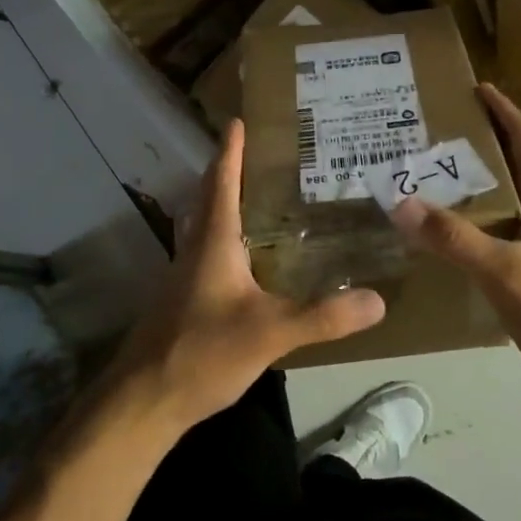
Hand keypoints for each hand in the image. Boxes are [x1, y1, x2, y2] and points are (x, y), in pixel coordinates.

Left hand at [119, 119, 385, 434]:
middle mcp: (195, 251)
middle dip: (231, 173)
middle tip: (262, 156)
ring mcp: (185, 277)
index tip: (237, 121)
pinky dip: (229, 241)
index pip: (222, 184)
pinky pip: (210, 255)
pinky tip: (251, 262)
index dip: (231, 151)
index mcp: (213, 243)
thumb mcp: (270, 333)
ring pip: (207, 228)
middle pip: (210, 199)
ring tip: (263, 200)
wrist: (143, 400)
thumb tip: (377, 300)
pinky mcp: (184, 302)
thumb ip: (323, 317)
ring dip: (228, 206)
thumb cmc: (201, 352)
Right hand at [388, 84, 520, 383]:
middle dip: (487, 142)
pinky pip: (512, 225)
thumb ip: (453, 238)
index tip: (478, 88)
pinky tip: (462, 233)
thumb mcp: (502, 271)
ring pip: (516, 196)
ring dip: (485, 180)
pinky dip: (486, 215)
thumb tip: (401, 203)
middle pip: (520, 163)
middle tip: (443, 135)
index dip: (504, 110)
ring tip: (443, 178)